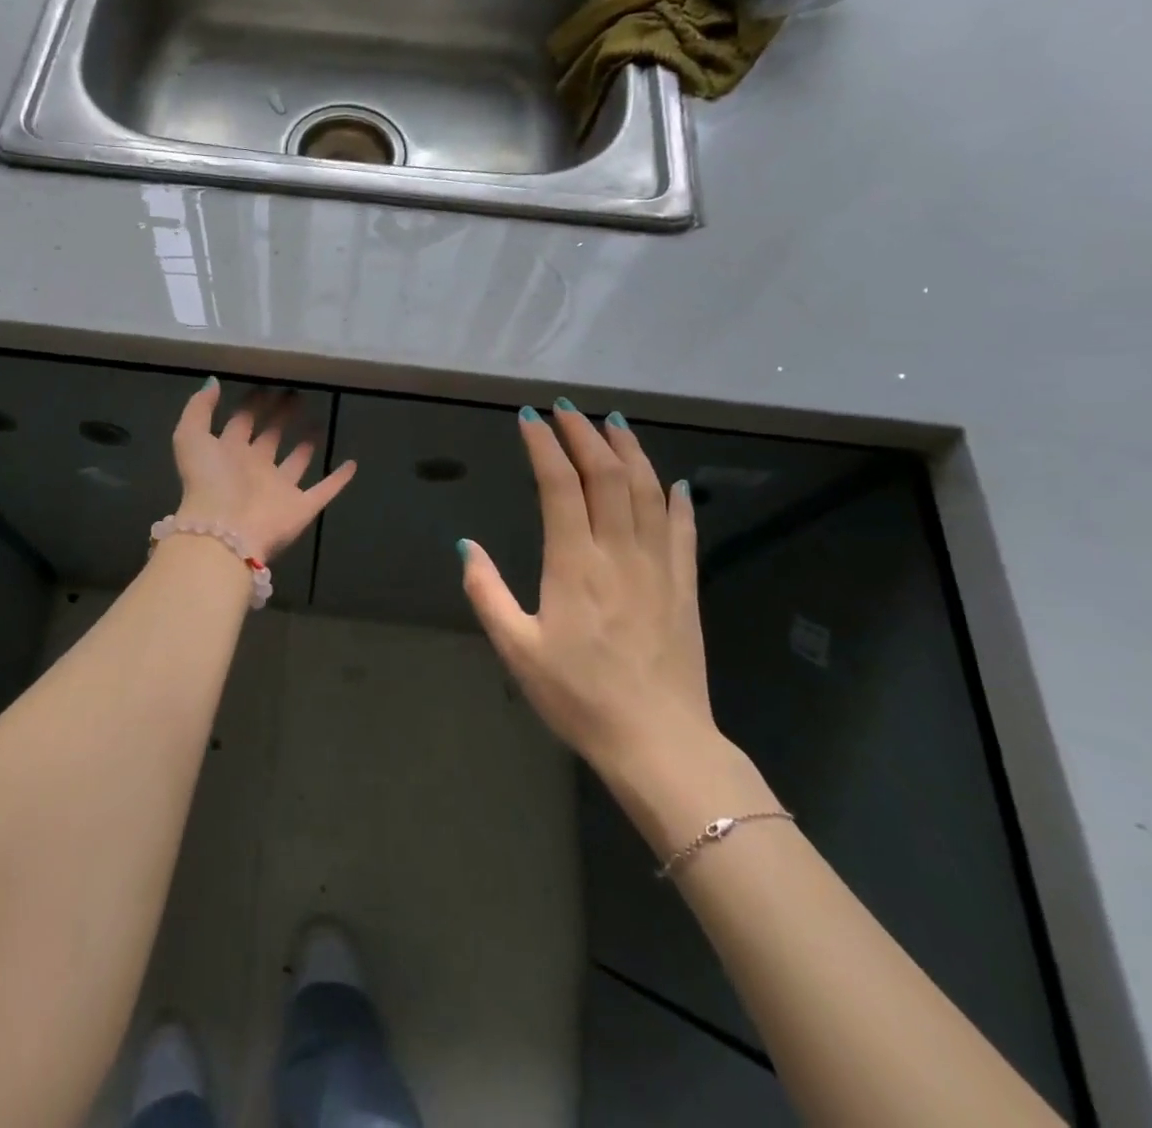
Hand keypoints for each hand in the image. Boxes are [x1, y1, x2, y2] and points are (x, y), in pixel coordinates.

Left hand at [171, 381, 356, 562]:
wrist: (225, 532)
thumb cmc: (209, 482)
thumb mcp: (191, 437)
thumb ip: (199, 408)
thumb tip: (214, 382)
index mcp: (227, 453)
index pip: (241, 422)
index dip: (253, 404)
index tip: (268, 385)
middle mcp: (253, 470)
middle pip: (270, 437)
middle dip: (281, 416)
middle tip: (297, 395)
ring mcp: (278, 490)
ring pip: (296, 461)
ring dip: (307, 443)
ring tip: (318, 421)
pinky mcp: (301, 508)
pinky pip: (324, 491)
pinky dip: (338, 480)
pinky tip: (352, 464)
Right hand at [460, 402, 724, 784]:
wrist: (658, 742)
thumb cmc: (578, 697)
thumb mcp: (516, 649)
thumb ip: (486, 593)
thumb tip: (466, 545)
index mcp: (574, 564)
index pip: (560, 486)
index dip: (544, 447)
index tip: (529, 419)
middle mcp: (619, 552)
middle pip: (606, 475)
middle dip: (585, 434)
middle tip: (566, 409)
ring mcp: (659, 567)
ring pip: (647, 491)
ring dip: (630, 451)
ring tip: (614, 422)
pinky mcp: (685, 586)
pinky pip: (682, 529)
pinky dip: (675, 498)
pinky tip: (670, 481)